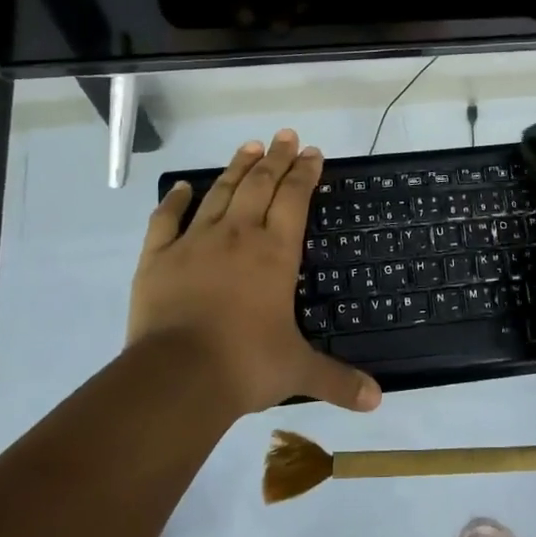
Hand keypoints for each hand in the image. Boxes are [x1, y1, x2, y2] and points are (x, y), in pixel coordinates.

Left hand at [130, 130, 381, 415]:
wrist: (178, 376)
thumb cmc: (246, 365)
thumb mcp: (298, 371)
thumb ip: (338, 380)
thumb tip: (377, 400)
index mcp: (275, 253)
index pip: (295, 200)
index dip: (304, 173)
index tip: (312, 152)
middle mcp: (238, 236)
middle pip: (260, 185)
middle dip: (276, 158)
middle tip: (285, 136)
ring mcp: (195, 242)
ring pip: (220, 193)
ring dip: (236, 167)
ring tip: (249, 146)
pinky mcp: (158, 257)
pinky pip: (166, 219)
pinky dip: (174, 200)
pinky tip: (182, 187)